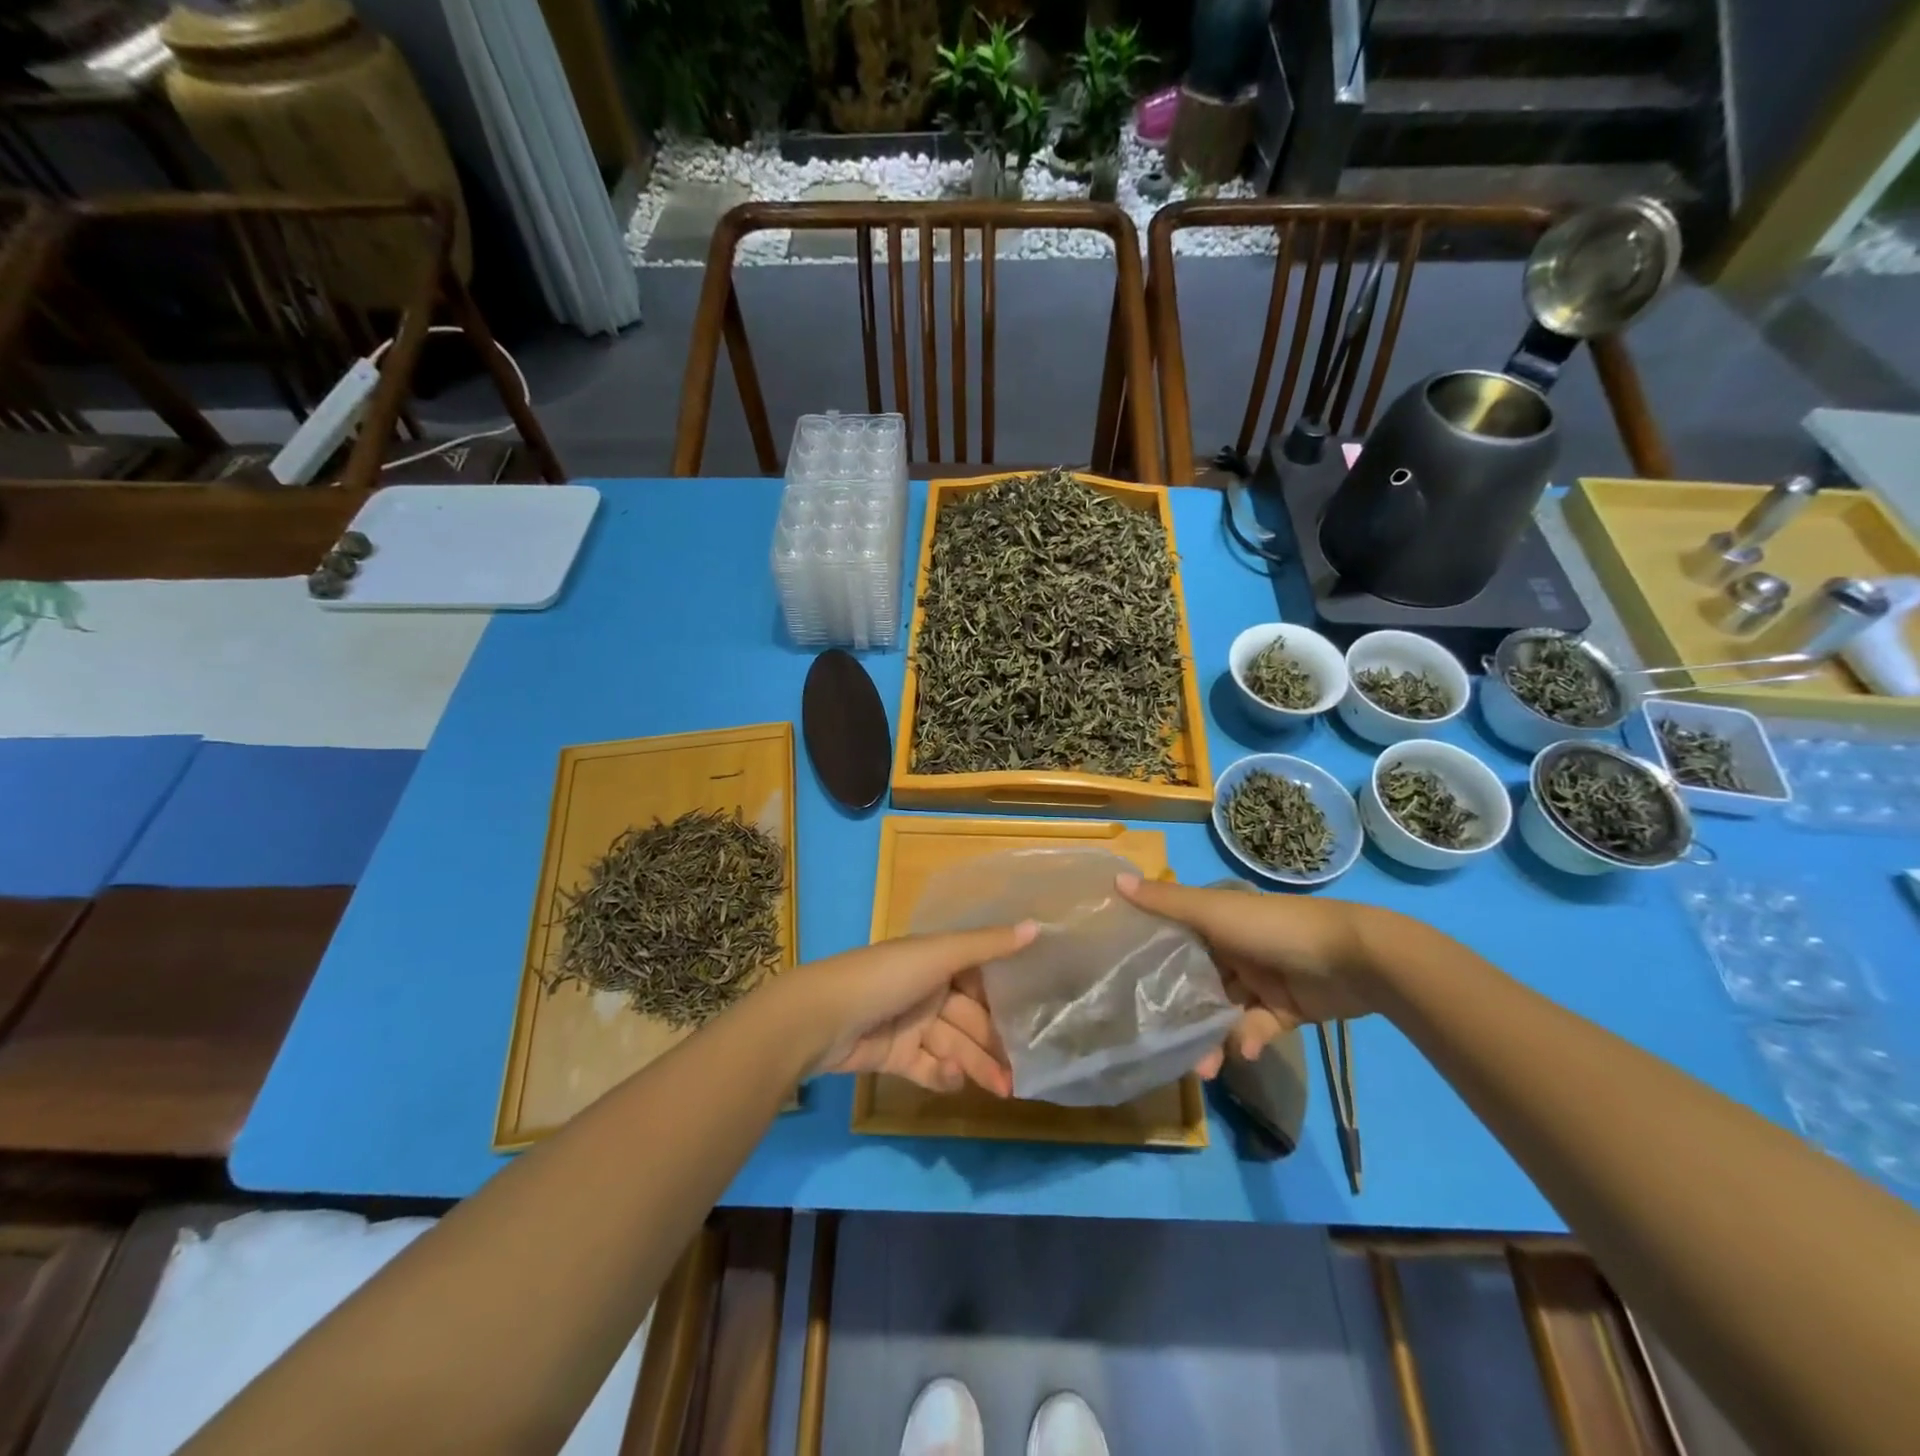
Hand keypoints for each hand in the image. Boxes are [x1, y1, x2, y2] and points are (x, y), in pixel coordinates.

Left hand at [771, 922, 1035, 1096]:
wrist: (822, 1017)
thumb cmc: (886, 976)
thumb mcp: (939, 954)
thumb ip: (988, 945)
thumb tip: (1038, 926)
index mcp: (936, 960)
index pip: (980, 980)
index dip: (1005, 999)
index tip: (1037, 1018)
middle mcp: (927, 990)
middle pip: (970, 1018)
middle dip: (995, 1043)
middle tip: (1025, 1071)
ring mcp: (911, 1025)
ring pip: (954, 1046)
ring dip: (977, 1065)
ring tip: (1005, 1089)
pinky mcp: (896, 1057)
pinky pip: (929, 1067)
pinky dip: (944, 1074)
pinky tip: (955, 1077)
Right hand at [1117, 875, 1377, 1060]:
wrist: (1355, 959)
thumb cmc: (1275, 928)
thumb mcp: (1215, 912)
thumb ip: (1166, 903)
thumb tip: (1114, 881)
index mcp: (1216, 919)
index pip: (1174, 937)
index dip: (1150, 957)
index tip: (1121, 982)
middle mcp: (1234, 946)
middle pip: (1196, 980)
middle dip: (1180, 1011)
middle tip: (1160, 1041)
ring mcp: (1260, 978)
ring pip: (1223, 1010)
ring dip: (1212, 1036)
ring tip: (1204, 1068)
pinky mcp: (1285, 1009)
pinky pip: (1256, 1027)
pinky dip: (1248, 1039)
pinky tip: (1244, 1052)